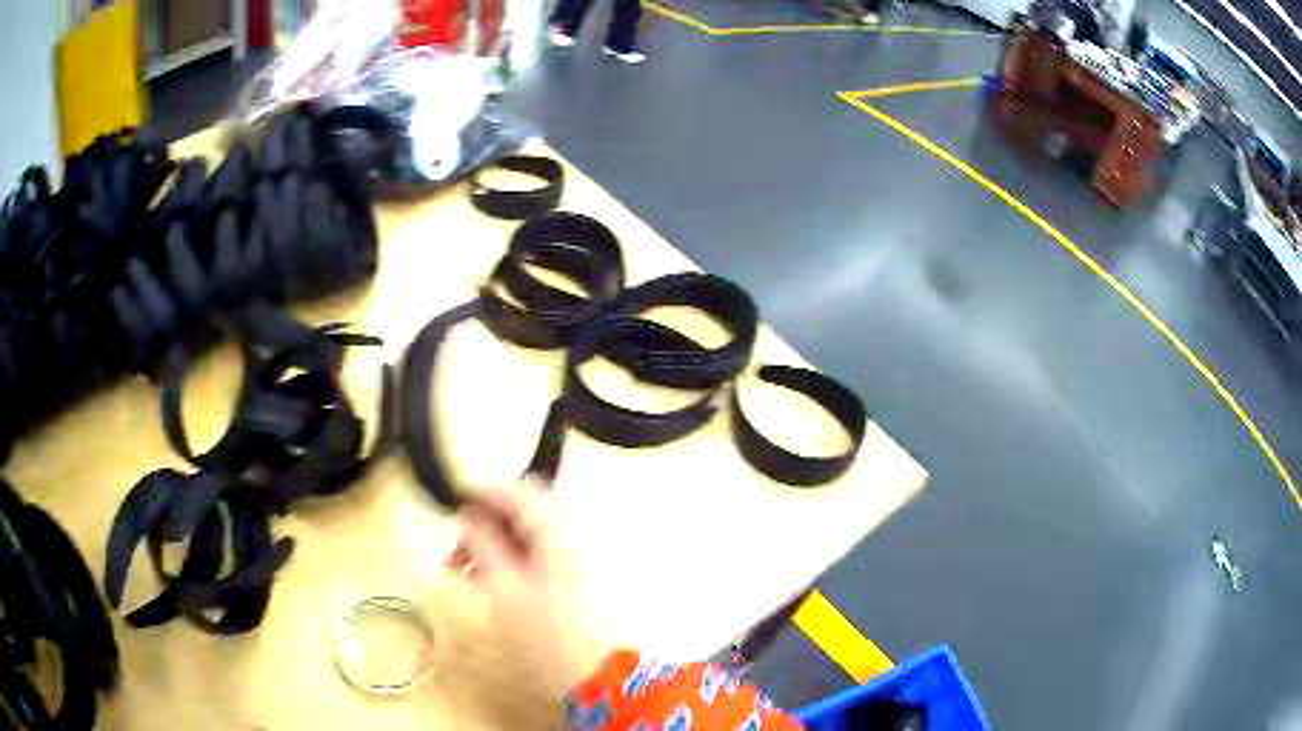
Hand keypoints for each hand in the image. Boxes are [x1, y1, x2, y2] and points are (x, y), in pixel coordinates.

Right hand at [451, 486, 606, 700]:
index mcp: (556, 535)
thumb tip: (466, 514)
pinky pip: (522, 555)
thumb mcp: (504, 586)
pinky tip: (473, 577)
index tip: (454, 496)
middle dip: (482, 522)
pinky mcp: (557, 577)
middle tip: (455, 541)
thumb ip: (484, 544)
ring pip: (518, 535)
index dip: (486, 490)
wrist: (580, 673)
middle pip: (519, 513)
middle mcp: (563, 539)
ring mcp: (562, 559)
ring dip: (485, 543)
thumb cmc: (541, 631)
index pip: (521, 493)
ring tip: (456, 565)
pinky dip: (497, 559)